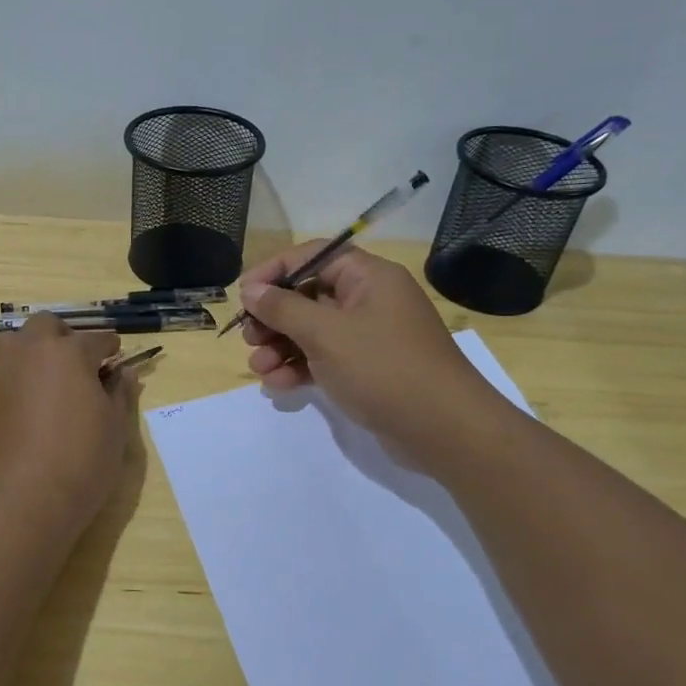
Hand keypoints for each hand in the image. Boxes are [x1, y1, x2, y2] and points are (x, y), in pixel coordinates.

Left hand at [0, 314, 138, 534]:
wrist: (20, 502)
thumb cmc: (80, 461)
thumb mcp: (114, 428)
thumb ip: (119, 393)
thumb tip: (122, 372)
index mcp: (67, 352)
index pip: (96, 340)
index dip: (110, 349)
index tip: (117, 360)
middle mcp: (28, 353)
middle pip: (47, 326)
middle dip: (66, 337)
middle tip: (82, 365)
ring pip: (16, 344)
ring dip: (35, 352)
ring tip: (52, 383)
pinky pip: (3, 375)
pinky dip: (19, 379)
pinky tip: (32, 409)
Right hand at [239, 245, 507, 467]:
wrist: (442, 429)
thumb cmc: (382, 367)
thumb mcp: (325, 333)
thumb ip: (283, 308)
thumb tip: (250, 290)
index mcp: (368, 277)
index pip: (313, 256)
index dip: (274, 271)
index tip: (243, 295)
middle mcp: (369, 300)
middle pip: (308, 295)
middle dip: (273, 317)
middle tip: (248, 338)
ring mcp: (369, 337)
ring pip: (312, 331)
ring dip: (281, 347)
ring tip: (257, 368)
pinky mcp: (367, 369)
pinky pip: (324, 358)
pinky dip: (299, 367)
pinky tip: (277, 384)